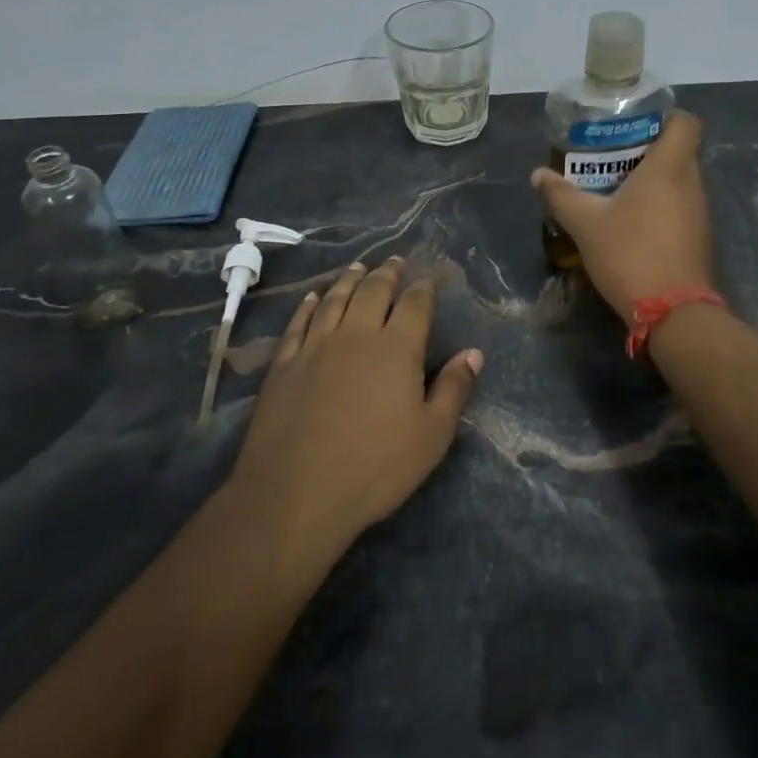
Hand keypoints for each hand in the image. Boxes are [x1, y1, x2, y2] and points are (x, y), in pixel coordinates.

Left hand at [229, 257, 481, 556]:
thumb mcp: (432, 436)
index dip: (424, 289)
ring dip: (349, 279)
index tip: (429, 279)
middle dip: (387, 273)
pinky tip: (313, 298)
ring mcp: (315, 347)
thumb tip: (474, 353)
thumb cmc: (374, 468)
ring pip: (335, 299)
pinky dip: (308, 305)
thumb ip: (454, 389)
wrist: (294, 496)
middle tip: (395, 261)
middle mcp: (356, 335)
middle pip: (373, 292)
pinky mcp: (284, 365)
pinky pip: (298, 323)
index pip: (415, 305)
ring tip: (358, 267)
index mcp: (396, 348)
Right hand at [530, 110, 715, 320]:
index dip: (665, 116)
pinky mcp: (698, 237)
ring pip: (679, 180)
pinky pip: (680, 205)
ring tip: (616, 188)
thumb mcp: (586, 224)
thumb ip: (561, 195)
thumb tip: (538, 174)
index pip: (685, 121)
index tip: (635, 125)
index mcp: (670, 167)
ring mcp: (700, 211)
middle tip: (612, 157)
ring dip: (653, 180)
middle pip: (678, 150)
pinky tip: (631, 221)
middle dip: (647, 149)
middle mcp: (692, 182)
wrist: (673, 313)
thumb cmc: (631, 254)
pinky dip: (660, 205)